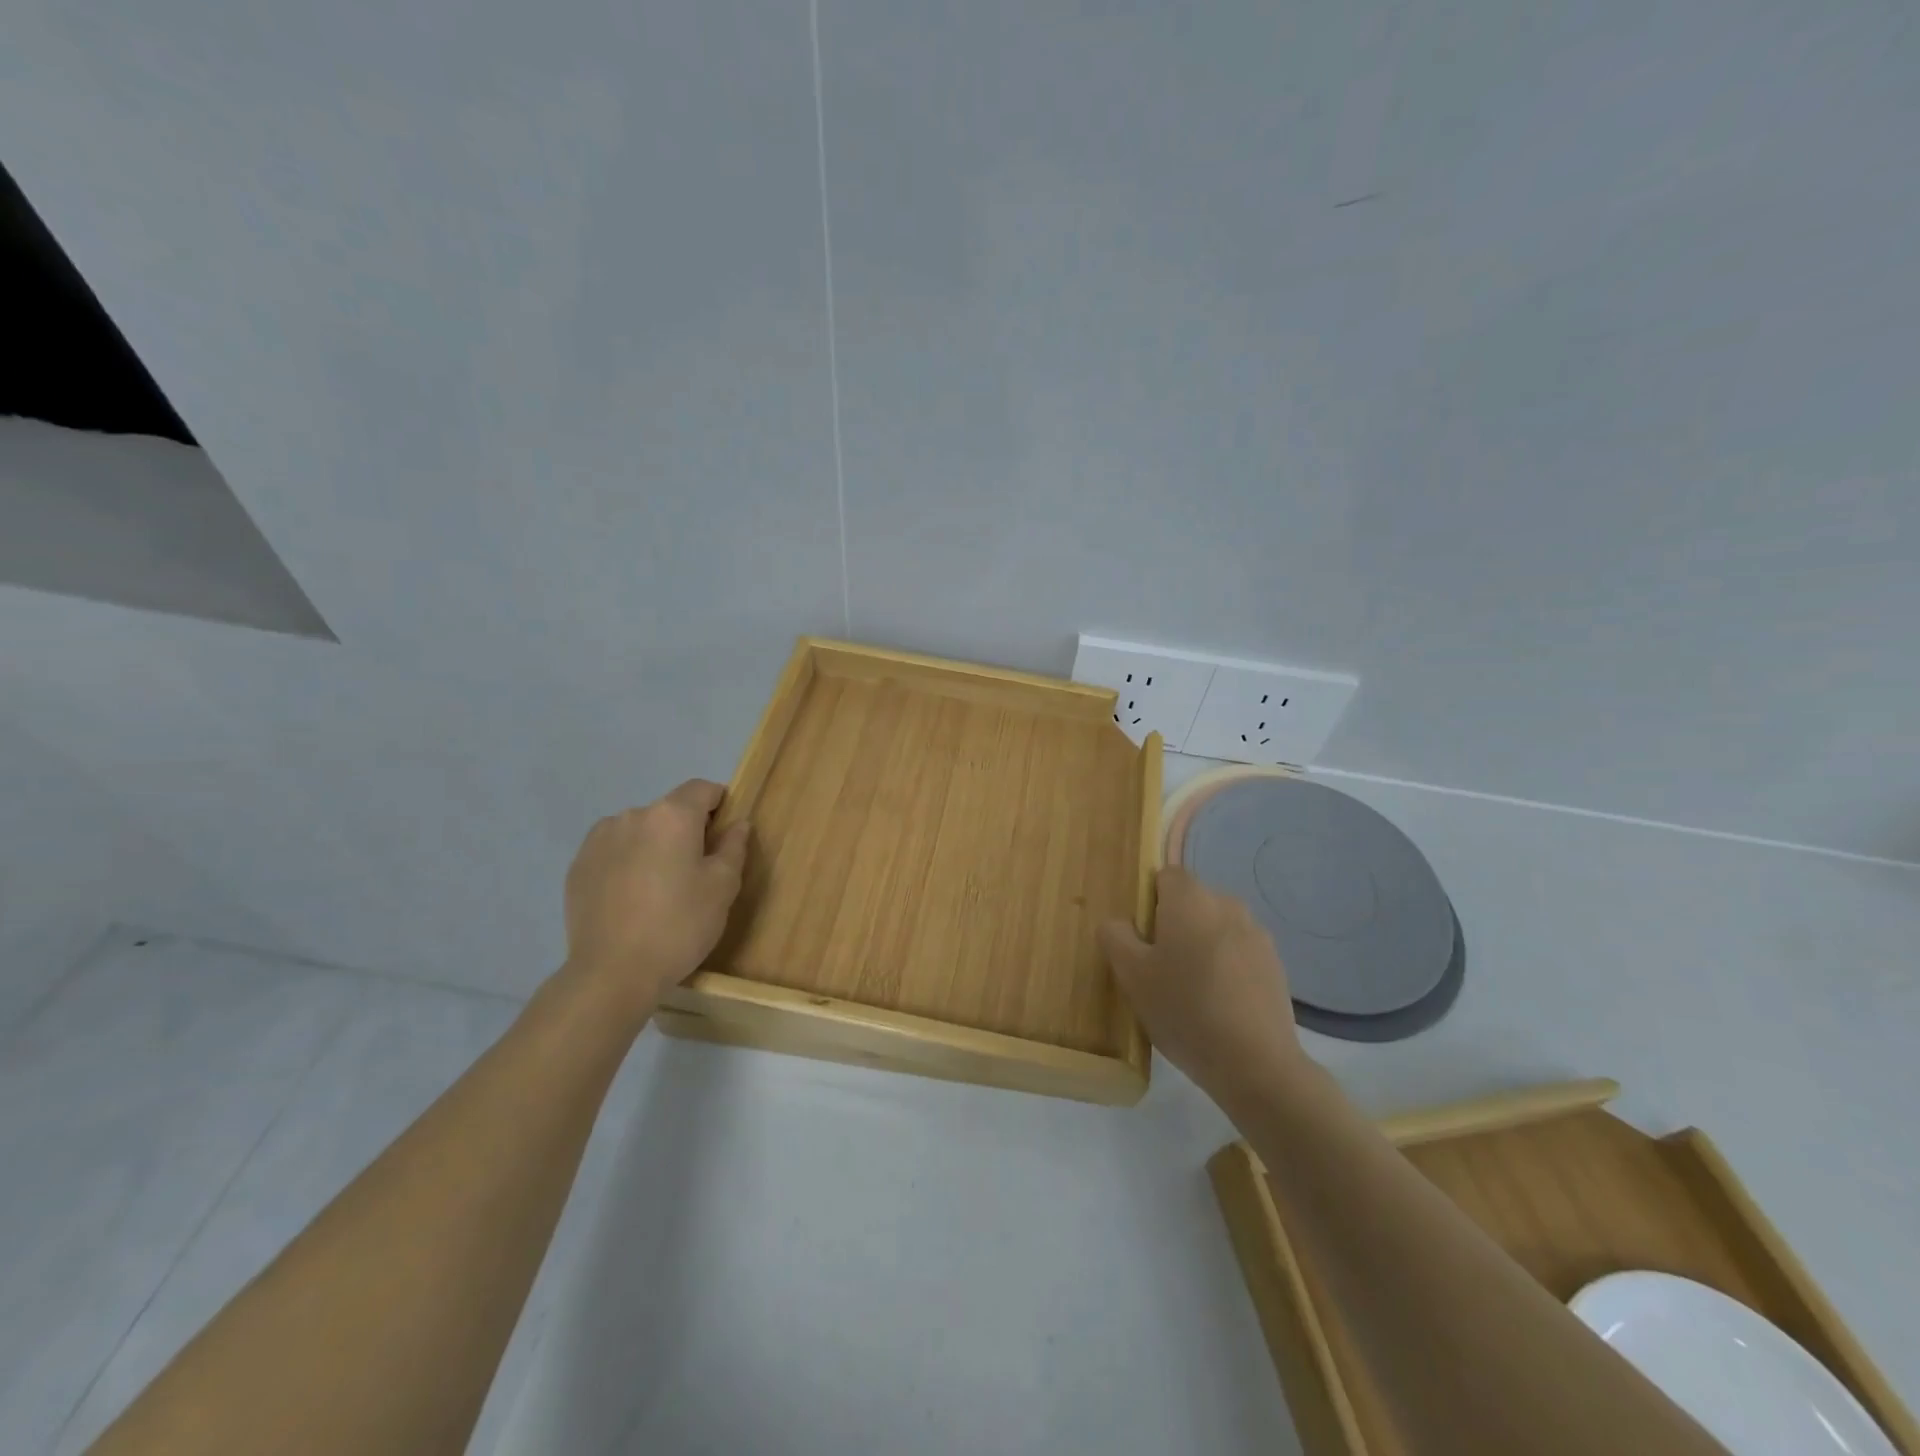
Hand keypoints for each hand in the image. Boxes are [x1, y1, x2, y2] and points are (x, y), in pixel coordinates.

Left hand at [561, 780, 749, 1023]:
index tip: (725, 836)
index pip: (702, 789)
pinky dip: (627, 864)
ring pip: (639, 832)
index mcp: (672, 815)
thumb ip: (733, 846)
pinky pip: (613, 853)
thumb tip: (737, 823)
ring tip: (659, 889)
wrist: (612, 973)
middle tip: (695, 872)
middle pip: (669, 811)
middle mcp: (632, 816)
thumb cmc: (679, 924)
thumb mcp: (723, 886)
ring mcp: (599, 840)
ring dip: (654, 846)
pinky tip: (631, 900)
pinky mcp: (578, 866)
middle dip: (685, 832)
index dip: (719, 805)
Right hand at [1099, 866, 1303, 1106]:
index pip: (1166, 876)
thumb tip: (1118, 922)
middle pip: (1192, 902)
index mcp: (1191, 899)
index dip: (1149, 902)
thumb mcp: (1131, 975)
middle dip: (1175, 926)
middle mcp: (1227, 904)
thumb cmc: (1184, 1010)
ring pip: (1217, 928)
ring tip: (1192, 992)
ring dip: (1202, 946)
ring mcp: (1257, 935)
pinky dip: (1227, 968)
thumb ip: (1115, 936)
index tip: (1142, 939)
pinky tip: (1220, 1006)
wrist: (1256, 1064)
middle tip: (1160, 969)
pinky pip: (1239, 953)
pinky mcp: (1276, 965)